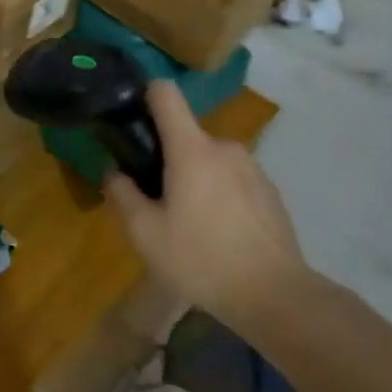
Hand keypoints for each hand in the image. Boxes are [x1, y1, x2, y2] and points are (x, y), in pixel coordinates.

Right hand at [103, 80, 309, 332]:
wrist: (278, 297)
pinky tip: (219, 234)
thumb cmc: (202, 259)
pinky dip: (220, 195)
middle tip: (156, 198)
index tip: (131, 115)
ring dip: (195, 178)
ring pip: (210, 160)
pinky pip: (233, 180)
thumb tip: (114, 173)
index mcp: (191, 149)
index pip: (165, 93)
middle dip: (167, 157)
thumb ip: (122, 195)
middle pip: (185, 135)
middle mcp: (224, 148)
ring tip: (189, 222)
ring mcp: (253, 169)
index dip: (145, 94)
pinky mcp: (271, 192)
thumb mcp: (145, 233)